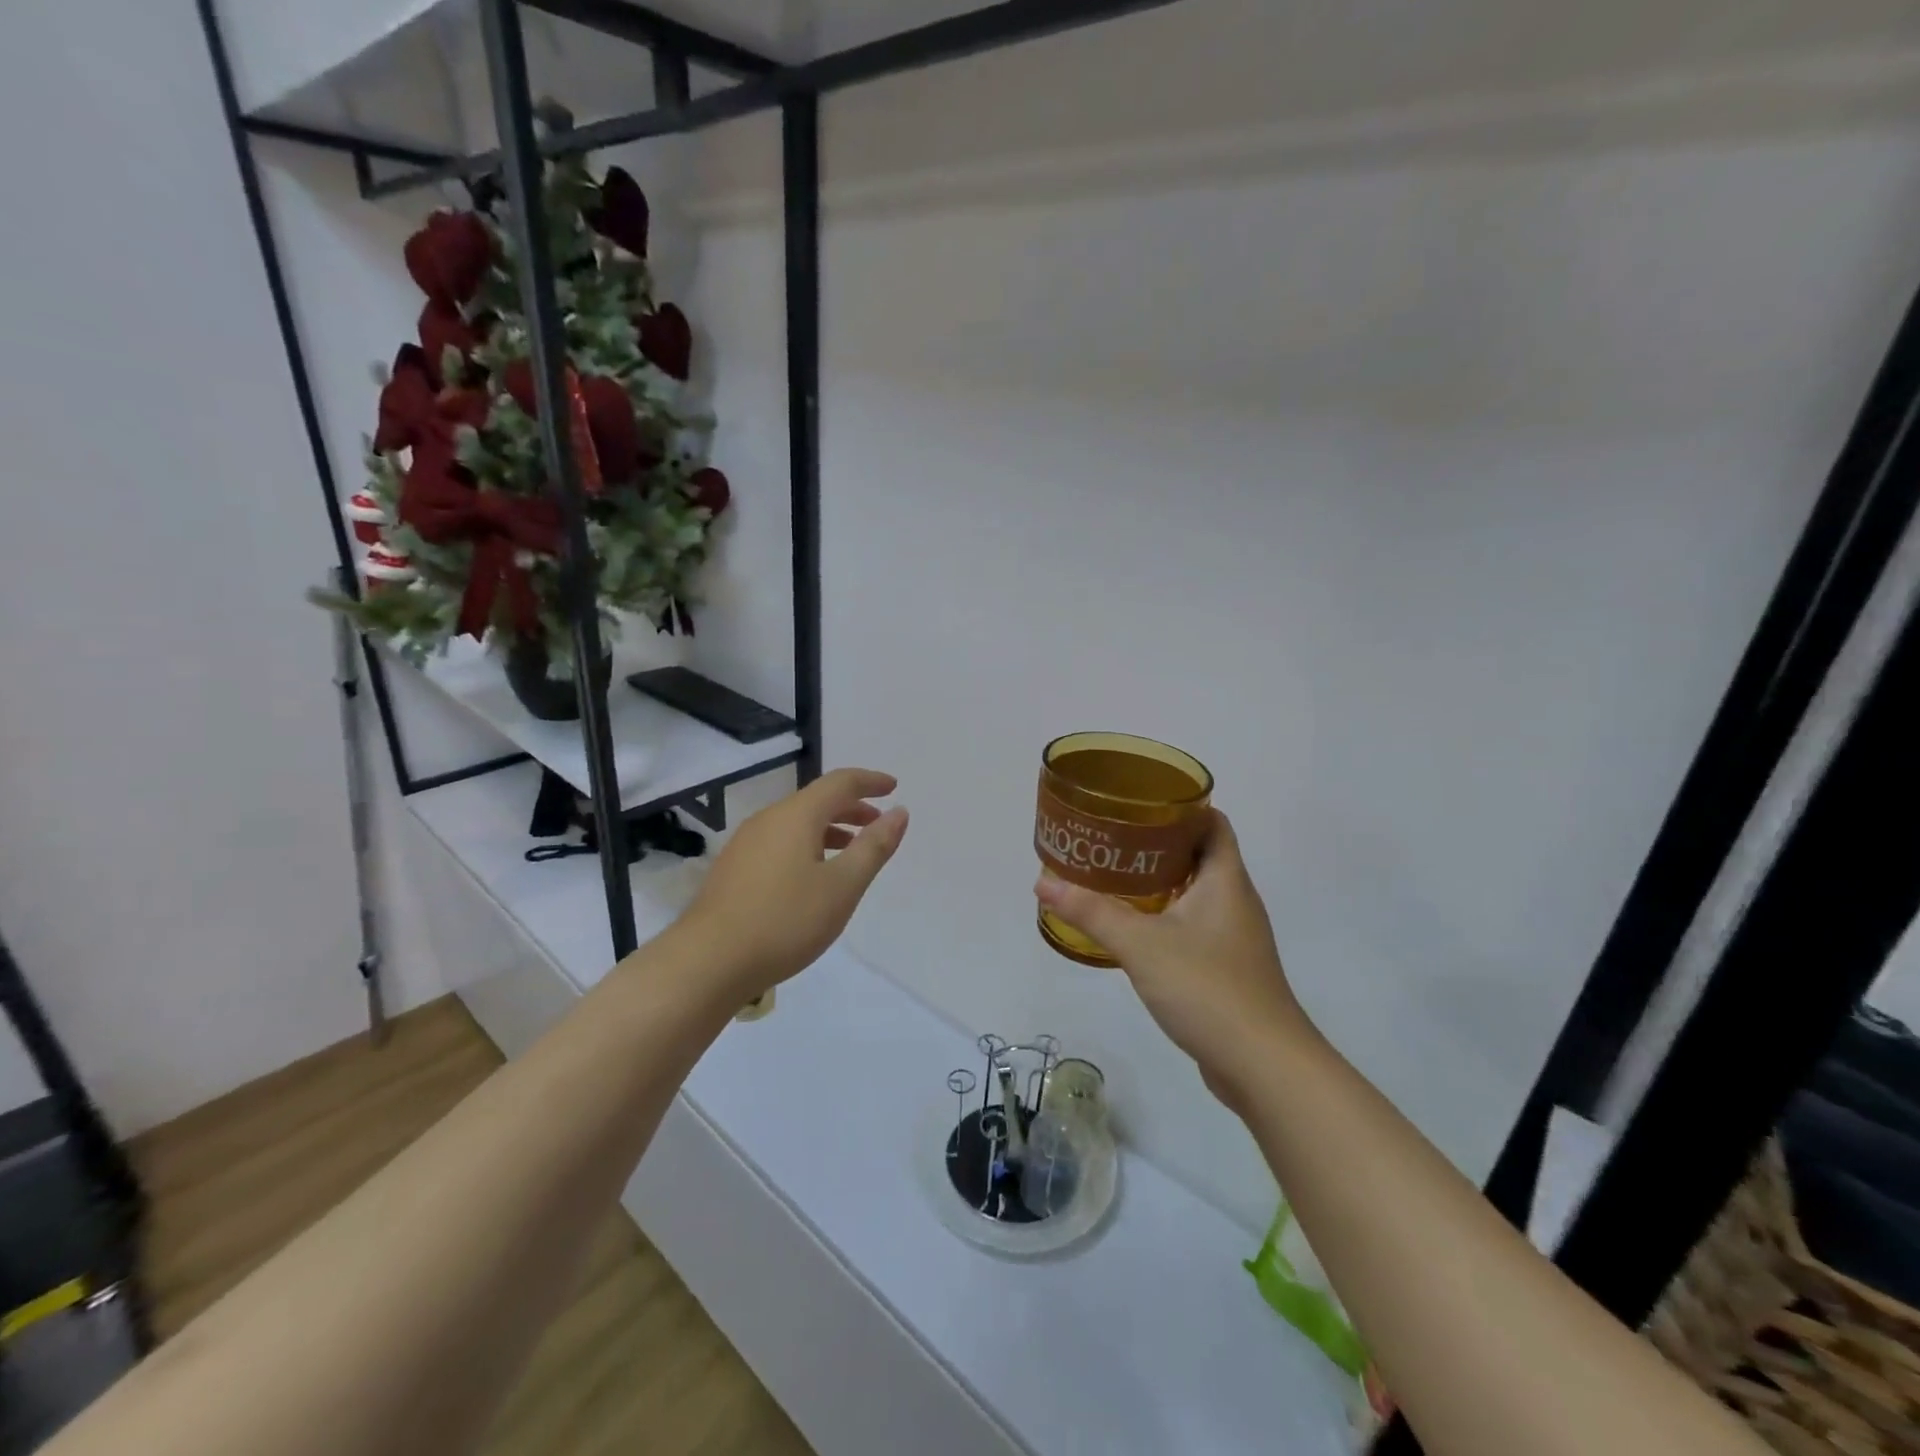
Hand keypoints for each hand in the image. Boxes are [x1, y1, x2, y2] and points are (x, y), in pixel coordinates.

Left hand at [680, 768, 908, 1001]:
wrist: (708, 962)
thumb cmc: (785, 920)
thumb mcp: (843, 886)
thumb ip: (874, 847)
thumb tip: (898, 812)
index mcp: (796, 815)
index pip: (840, 783)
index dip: (870, 782)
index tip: (893, 788)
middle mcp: (768, 819)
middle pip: (816, 800)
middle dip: (852, 807)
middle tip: (878, 825)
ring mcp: (746, 844)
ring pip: (797, 823)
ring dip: (830, 829)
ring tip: (852, 853)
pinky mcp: (734, 869)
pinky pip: (780, 842)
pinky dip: (808, 845)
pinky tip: (813, 877)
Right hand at [1035, 810, 1309, 1105]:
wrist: (1263, 1066)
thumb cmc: (1208, 988)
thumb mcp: (1142, 945)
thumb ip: (1092, 912)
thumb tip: (1043, 881)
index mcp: (1226, 880)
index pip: (1213, 823)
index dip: (1181, 807)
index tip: (1138, 803)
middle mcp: (1235, 901)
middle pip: (1200, 855)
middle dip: (1157, 844)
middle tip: (1111, 839)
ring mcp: (1233, 937)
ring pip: (1195, 893)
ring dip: (1159, 883)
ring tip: (1113, 878)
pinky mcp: (1227, 968)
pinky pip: (1193, 926)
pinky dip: (1165, 918)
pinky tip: (1133, 930)